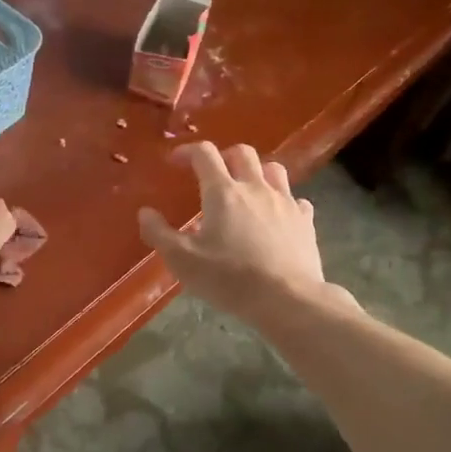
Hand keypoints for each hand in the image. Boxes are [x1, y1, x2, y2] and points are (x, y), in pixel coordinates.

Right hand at [138, 142, 326, 319]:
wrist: (287, 299)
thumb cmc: (229, 278)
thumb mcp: (182, 260)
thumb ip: (159, 233)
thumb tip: (145, 212)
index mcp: (223, 192)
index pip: (204, 154)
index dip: (187, 152)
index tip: (175, 162)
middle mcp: (255, 188)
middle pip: (242, 153)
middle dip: (224, 156)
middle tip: (212, 174)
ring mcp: (285, 202)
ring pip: (273, 169)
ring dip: (257, 172)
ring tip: (247, 189)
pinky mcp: (305, 221)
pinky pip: (295, 199)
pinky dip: (283, 201)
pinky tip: (277, 216)